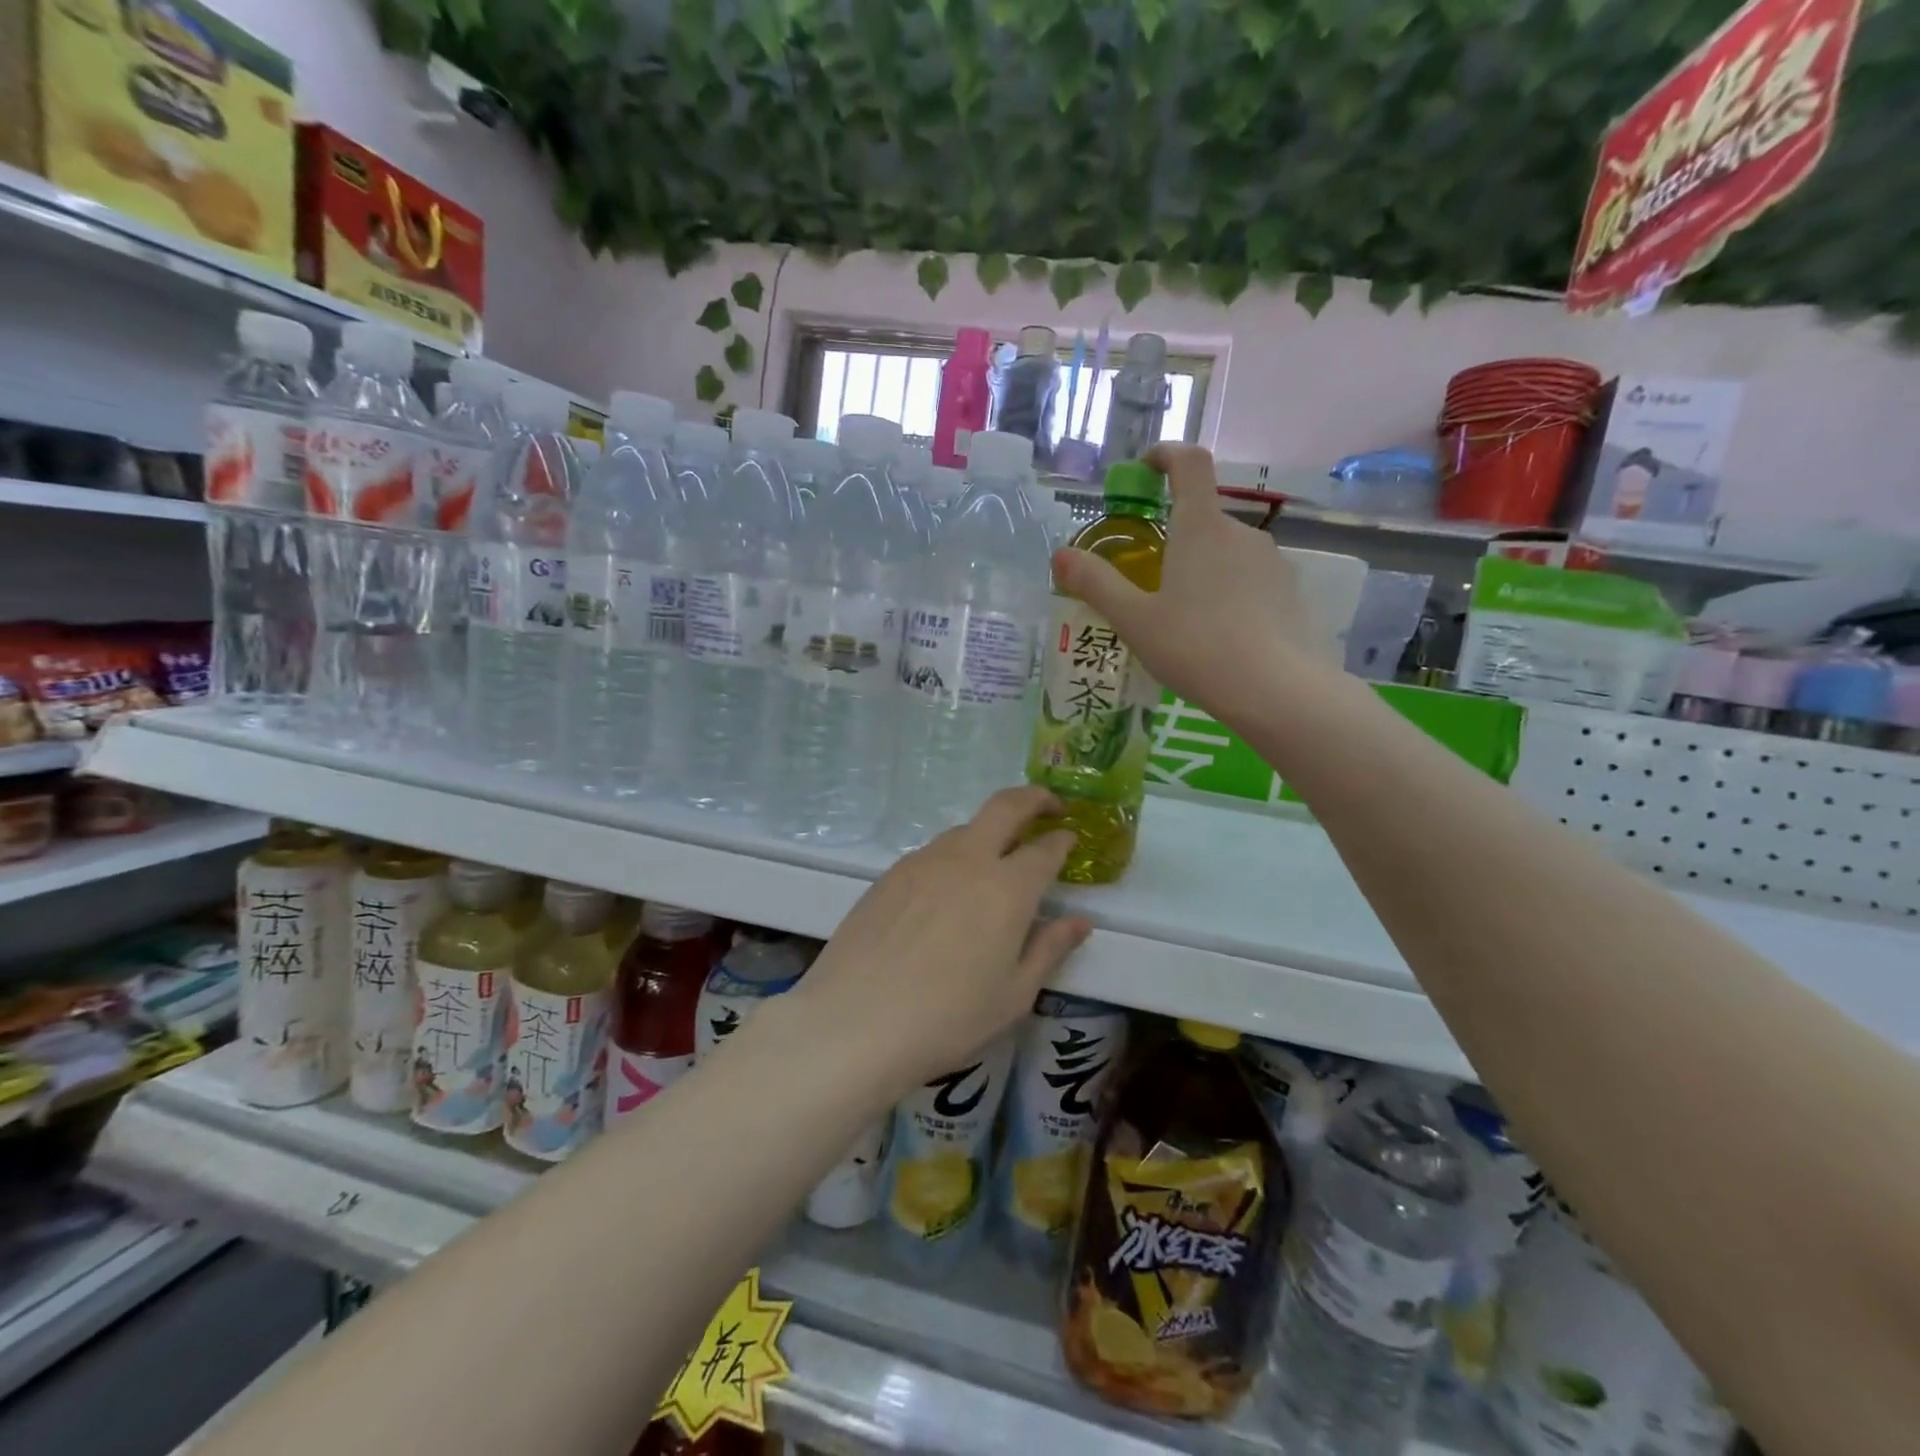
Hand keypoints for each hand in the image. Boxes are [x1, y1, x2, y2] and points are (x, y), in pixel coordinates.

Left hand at [787, 786, 1090, 1101]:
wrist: (854, 1021)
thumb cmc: (948, 1018)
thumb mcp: (1014, 995)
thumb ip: (1050, 949)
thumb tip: (1080, 922)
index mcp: (1007, 888)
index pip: (1045, 849)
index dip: (1062, 841)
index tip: (1070, 838)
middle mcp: (967, 860)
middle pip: (1005, 806)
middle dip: (1033, 798)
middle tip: (1049, 807)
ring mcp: (923, 862)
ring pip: (965, 829)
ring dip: (989, 832)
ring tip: (995, 862)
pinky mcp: (890, 874)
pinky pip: (932, 853)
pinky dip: (953, 857)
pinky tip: (947, 891)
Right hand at [1051, 443, 1322, 733]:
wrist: (1277, 691)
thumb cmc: (1196, 648)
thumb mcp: (1134, 620)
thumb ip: (1096, 584)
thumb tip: (1060, 555)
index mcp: (1200, 528)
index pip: (1189, 463)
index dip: (1166, 454)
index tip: (1145, 468)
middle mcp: (1241, 533)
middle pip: (1203, 518)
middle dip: (1175, 539)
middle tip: (1149, 584)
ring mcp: (1273, 562)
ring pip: (1228, 553)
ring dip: (1204, 571)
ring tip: (1184, 620)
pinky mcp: (1292, 592)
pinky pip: (1252, 581)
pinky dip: (1231, 594)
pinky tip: (1220, 637)